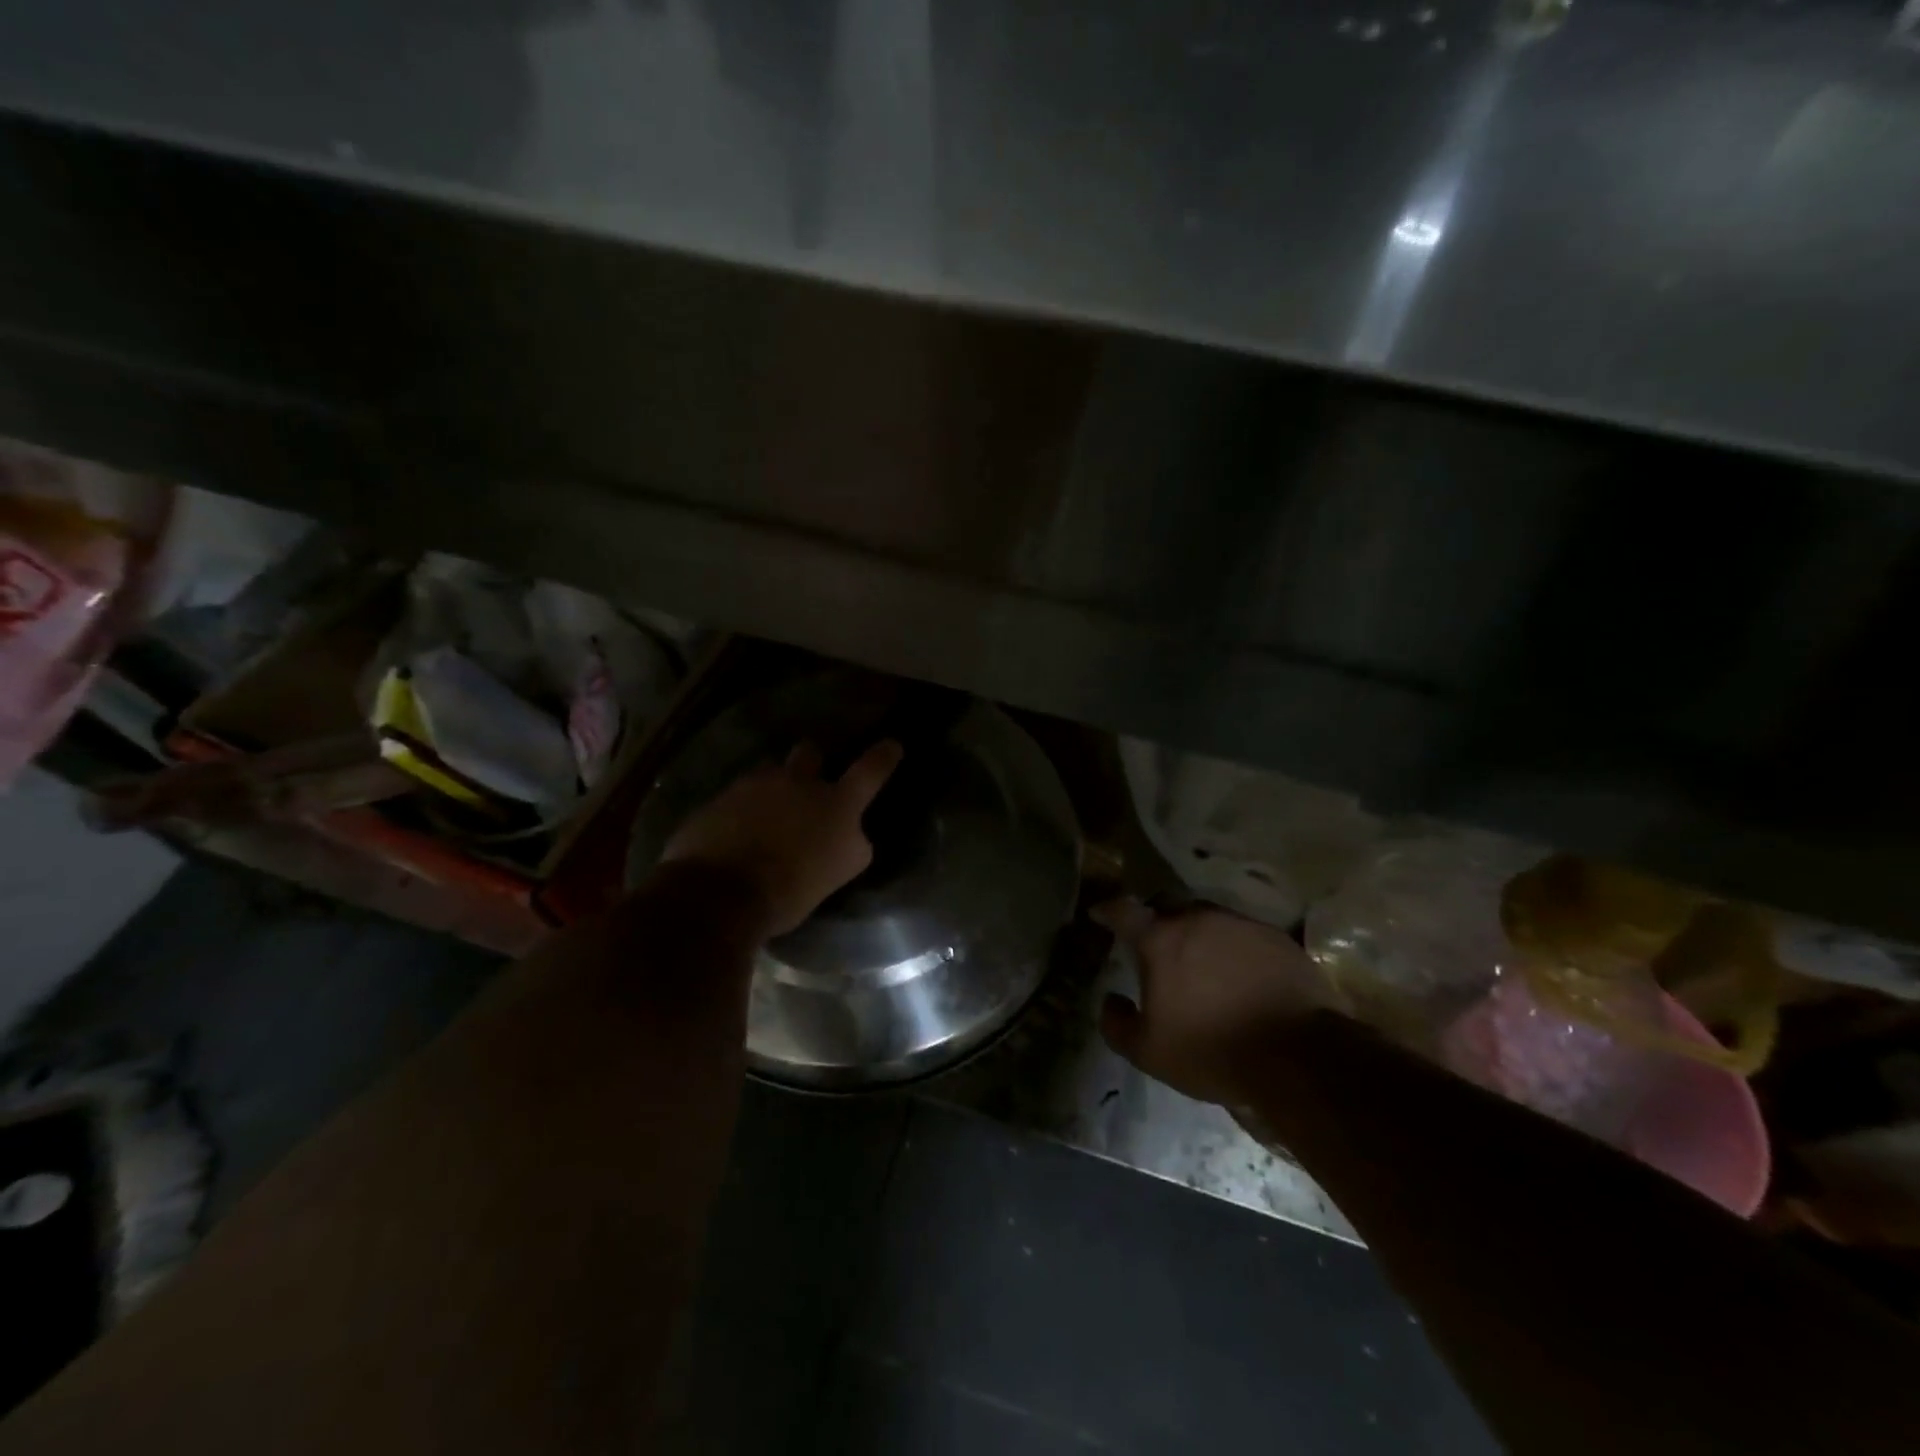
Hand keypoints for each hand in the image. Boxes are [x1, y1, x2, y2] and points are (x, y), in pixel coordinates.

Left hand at [662, 740, 904, 936]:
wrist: (720, 895)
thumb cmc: (791, 890)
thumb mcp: (838, 871)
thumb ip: (848, 844)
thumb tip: (850, 834)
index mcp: (837, 804)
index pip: (870, 771)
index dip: (883, 756)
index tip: (891, 745)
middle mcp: (798, 783)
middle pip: (810, 752)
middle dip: (812, 761)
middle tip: (808, 780)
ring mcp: (754, 786)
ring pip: (768, 774)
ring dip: (772, 789)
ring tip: (764, 817)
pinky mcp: (718, 799)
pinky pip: (735, 798)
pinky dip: (739, 812)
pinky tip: (734, 836)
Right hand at [1094, 899, 1348, 1105]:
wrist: (1298, 1055)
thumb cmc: (1212, 1050)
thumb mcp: (1149, 1052)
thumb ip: (1117, 1024)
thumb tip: (1109, 1000)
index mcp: (1160, 939)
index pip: (1123, 910)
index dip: (1108, 910)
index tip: (1100, 914)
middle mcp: (1197, 919)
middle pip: (1167, 906)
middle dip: (1156, 919)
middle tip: (1154, 943)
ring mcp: (1240, 924)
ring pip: (1207, 917)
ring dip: (1197, 932)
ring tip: (1200, 960)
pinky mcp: (1276, 938)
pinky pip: (1243, 933)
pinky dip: (1233, 947)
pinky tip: (1240, 973)